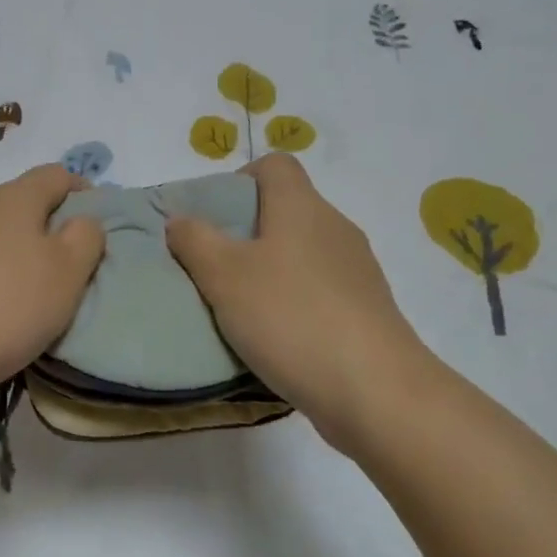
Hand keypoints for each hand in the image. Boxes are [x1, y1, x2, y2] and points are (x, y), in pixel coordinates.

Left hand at [0, 165, 105, 414]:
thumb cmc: (9, 303)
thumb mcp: (68, 270)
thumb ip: (86, 237)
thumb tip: (81, 221)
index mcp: (15, 196)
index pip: (56, 174)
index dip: (83, 191)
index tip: (100, 224)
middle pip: (26, 203)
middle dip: (54, 226)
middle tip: (77, 265)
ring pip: (1, 235)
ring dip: (25, 255)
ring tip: (43, 293)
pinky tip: (5, 311)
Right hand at [166, 154, 425, 449]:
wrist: (376, 391)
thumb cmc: (291, 317)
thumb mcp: (224, 276)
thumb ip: (195, 241)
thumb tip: (180, 219)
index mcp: (301, 207)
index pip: (275, 165)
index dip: (241, 179)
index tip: (216, 217)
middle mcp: (335, 227)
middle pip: (287, 209)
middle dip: (248, 232)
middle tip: (215, 266)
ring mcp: (357, 270)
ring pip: (304, 252)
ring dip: (272, 270)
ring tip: (240, 307)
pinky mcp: (368, 310)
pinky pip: (322, 290)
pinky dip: (296, 302)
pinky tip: (277, 337)